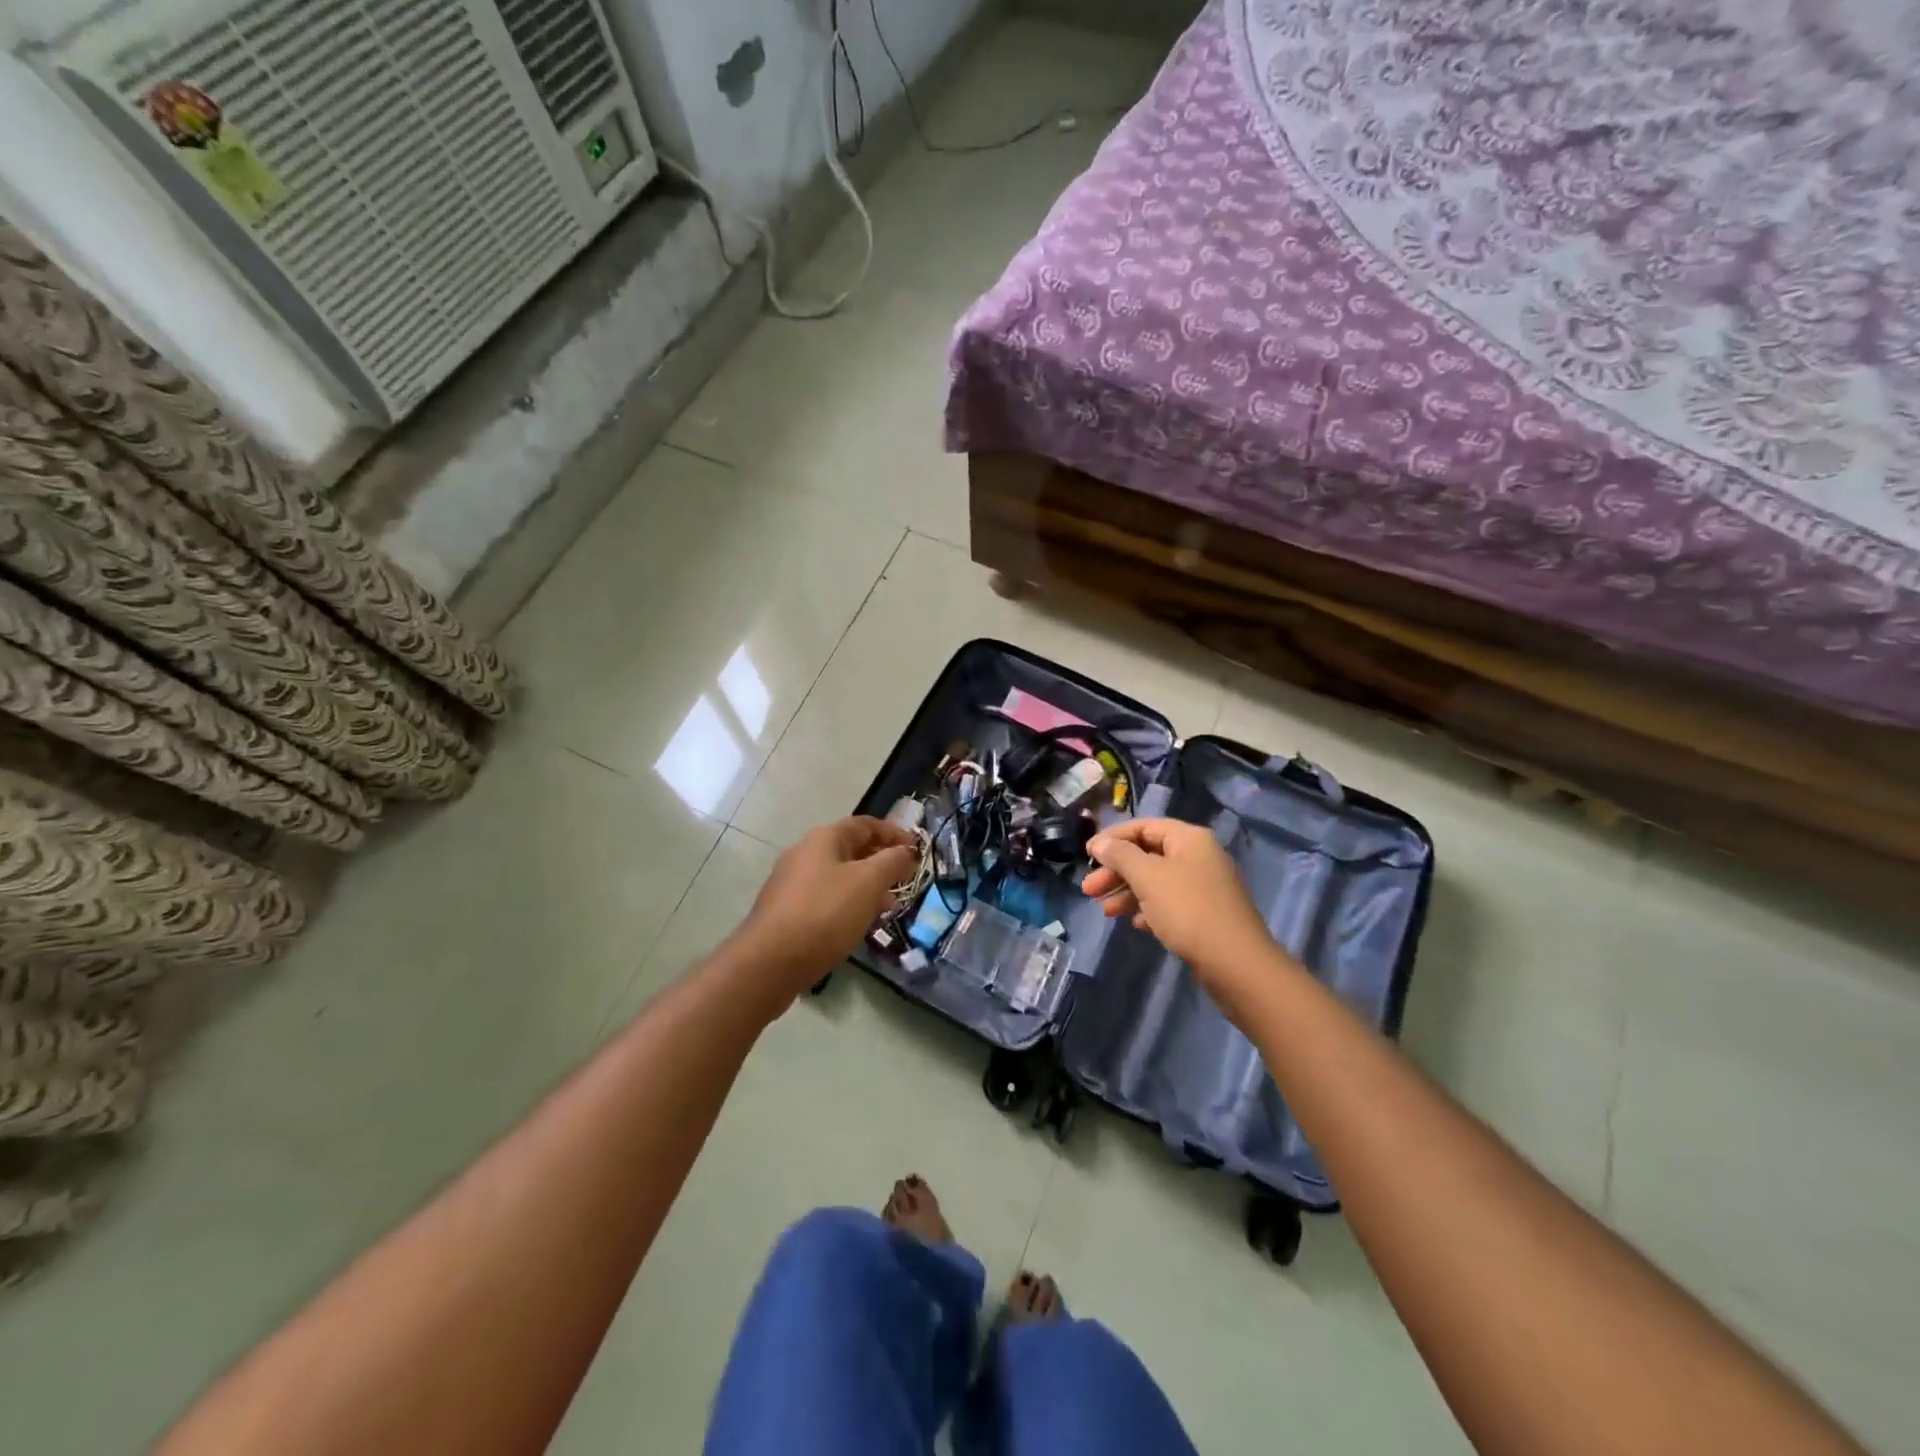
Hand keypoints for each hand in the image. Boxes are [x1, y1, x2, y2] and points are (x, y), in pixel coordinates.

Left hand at [732, 816, 918, 1003]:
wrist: (770, 962)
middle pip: (851, 848)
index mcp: (824, 839)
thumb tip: (906, 851)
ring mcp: (792, 883)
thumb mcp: (868, 883)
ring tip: (888, 905)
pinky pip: (826, 897)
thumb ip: (892, 862)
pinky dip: (848, 902)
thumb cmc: (825, 913)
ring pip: (839, 875)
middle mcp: (804, 854)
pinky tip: (859, 923)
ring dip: (867, 884)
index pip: (866, 824)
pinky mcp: (787, 911)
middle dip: (881, 861)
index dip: (894, 833)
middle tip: (905, 879)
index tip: (917, 851)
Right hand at [1081, 818, 1296, 1016]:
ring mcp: (1204, 886)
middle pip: (1148, 854)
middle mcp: (1199, 856)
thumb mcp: (1148, 877)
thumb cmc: (1188, 910)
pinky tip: (1135, 923)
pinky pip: (1169, 903)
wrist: (1236, 964)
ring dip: (1127, 891)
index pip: (1143, 826)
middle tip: (1089, 889)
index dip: (1113, 838)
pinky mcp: (1206, 914)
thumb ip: (1120, 855)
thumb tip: (1099, 842)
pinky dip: (1148, 909)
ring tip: (1105, 910)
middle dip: (1116, 870)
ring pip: (1156, 880)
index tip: (1087, 855)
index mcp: (1189, 838)